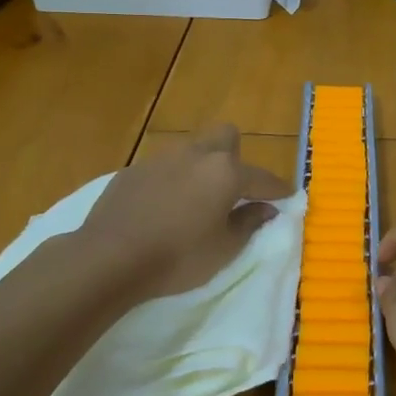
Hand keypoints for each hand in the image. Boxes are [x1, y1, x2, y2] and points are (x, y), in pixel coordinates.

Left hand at [79, 124, 291, 303]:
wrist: (108, 258)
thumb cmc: (177, 257)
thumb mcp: (223, 249)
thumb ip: (249, 223)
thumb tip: (267, 209)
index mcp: (225, 172)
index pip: (262, 177)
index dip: (278, 188)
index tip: (287, 196)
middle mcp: (197, 155)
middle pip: (226, 137)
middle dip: (236, 155)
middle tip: (232, 188)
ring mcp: (162, 158)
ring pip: (192, 149)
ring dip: (201, 167)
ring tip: (195, 199)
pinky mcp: (133, 170)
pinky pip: (163, 167)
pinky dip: (171, 181)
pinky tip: (162, 208)